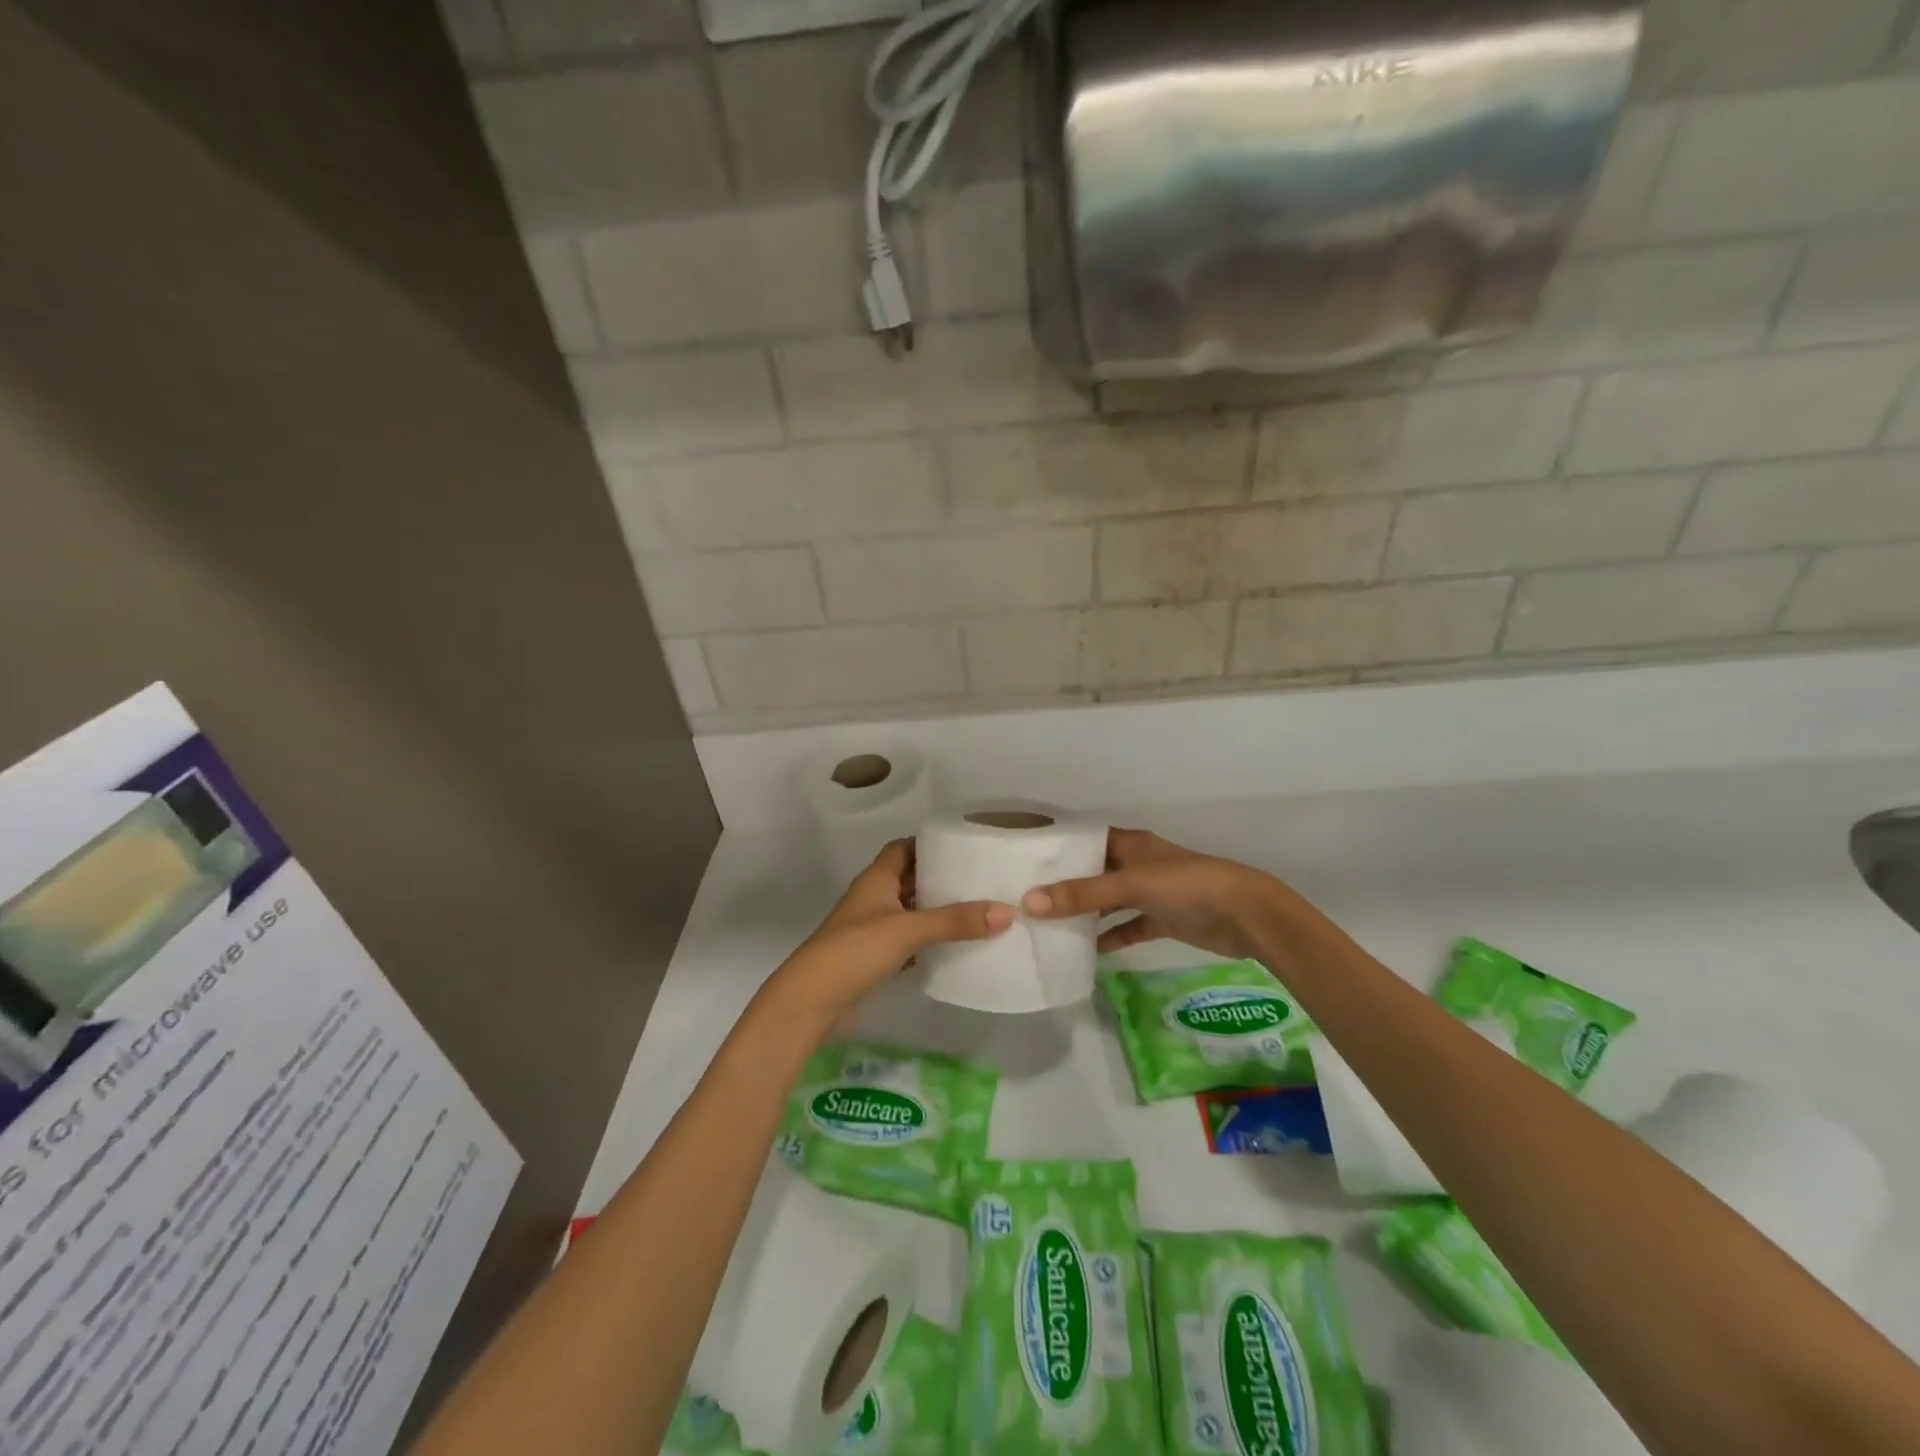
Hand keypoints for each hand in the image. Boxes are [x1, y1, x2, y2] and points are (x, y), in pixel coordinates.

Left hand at [759, 840, 1012, 1036]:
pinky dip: (930, 941)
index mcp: (876, 878)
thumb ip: (955, 921)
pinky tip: (957, 946)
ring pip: (912, 911)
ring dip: (938, 911)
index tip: (965, 845)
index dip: (930, 844)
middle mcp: (875, 898)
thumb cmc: (854, 951)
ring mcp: (873, 928)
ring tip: (980, 909)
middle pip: (911, 878)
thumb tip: (1007, 911)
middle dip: (942, 878)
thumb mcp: (907, 930)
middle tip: (983, 878)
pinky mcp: (875, 957)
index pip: (904, 848)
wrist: (811, 1002)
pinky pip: (909, 940)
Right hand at [1022, 827, 1292, 961]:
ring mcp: (1152, 893)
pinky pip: (1129, 927)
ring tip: (1049, 926)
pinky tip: (1089, 951)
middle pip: (1094, 872)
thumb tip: (1029, 902)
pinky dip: (1112, 937)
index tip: (1024, 861)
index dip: (1059, 849)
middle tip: (1026, 899)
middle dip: (1066, 885)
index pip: (1086, 840)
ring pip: (1110, 901)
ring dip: (1087, 913)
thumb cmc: (1187, 886)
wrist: (1247, 916)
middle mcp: (1138, 864)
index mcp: (1130, 844)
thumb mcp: (1132, 884)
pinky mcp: (1164, 919)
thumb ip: (1083, 894)